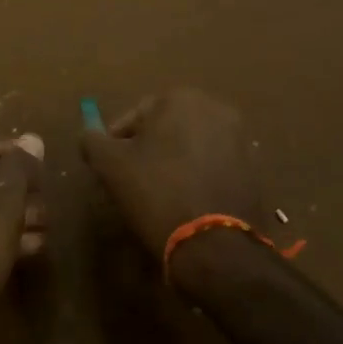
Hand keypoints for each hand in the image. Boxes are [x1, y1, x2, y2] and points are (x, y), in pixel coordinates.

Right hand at [81, 88, 270, 269]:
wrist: (216, 246)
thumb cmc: (157, 194)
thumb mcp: (110, 166)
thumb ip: (92, 141)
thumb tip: (88, 133)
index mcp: (180, 98)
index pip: (135, 116)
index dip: (116, 142)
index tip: (109, 169)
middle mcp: (215, 108)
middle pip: (166, 127)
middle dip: (148, 149)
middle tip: (131, 181)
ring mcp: (240, 138)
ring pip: (191, 145)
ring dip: (173, 162)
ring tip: (159, 194)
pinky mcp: (254, 168)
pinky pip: (214, 165)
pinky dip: (198, 176)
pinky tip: (186, 202)